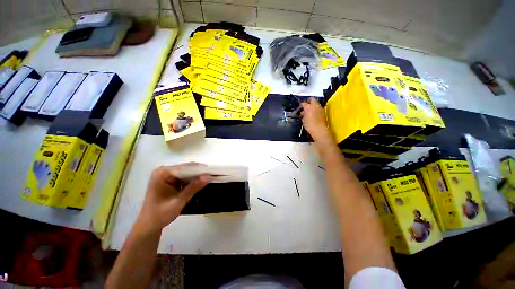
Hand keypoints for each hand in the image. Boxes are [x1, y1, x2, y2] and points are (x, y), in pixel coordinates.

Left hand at [137, 164, 209, 230]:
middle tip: (211, 176)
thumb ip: (193, 188)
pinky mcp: (168, 179)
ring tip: (207, 179)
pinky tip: (198, 183)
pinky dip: (191, 180)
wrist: (149, 225)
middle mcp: (163, 171)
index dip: (199, 170)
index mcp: (162, 174)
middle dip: (198, 173)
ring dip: (196, 176)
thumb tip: (208, 177)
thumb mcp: (179, 201)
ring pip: (186, 172)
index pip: (185, 168)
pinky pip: (183, 176)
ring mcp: (165, 174)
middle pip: (186, 168)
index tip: (212, 173)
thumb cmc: (160, 215)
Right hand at [300, 97, 331, 142]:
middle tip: (305, 106)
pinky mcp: (323, 112)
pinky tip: (312, 114)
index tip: (300, 107)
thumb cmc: (309, 125)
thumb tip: (303, 112)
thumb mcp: (303, 120)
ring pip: (316, 104)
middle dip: (308, 101)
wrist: (319, 130)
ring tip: (308, 111)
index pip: (304, 103)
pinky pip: (318, 108)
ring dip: (312, 106)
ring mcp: (320, 108)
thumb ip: (303, 114)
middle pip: (312, 99)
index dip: (301, 105)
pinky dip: (315, 109)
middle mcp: (315, 106)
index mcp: (309, 107)